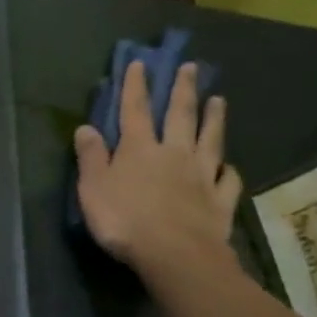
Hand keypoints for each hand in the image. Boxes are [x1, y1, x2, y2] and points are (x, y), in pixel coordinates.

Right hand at [74, 60, 241, 273]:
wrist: (174, 252)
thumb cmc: (124, 219)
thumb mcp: (93, 188)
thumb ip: (91, 157)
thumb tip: (86, 127)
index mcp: (139, 149)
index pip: (135, 110)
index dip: (135, 86)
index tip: (140, 63)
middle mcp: (174, 153)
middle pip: (180, 115)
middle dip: (182, 90)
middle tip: (190, 68)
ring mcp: (202, 175)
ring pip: (211, 140)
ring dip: (214, 118)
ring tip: (219, 100)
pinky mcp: (220, 200)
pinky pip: (228, 180)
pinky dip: (230, 171)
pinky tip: (230, 167)